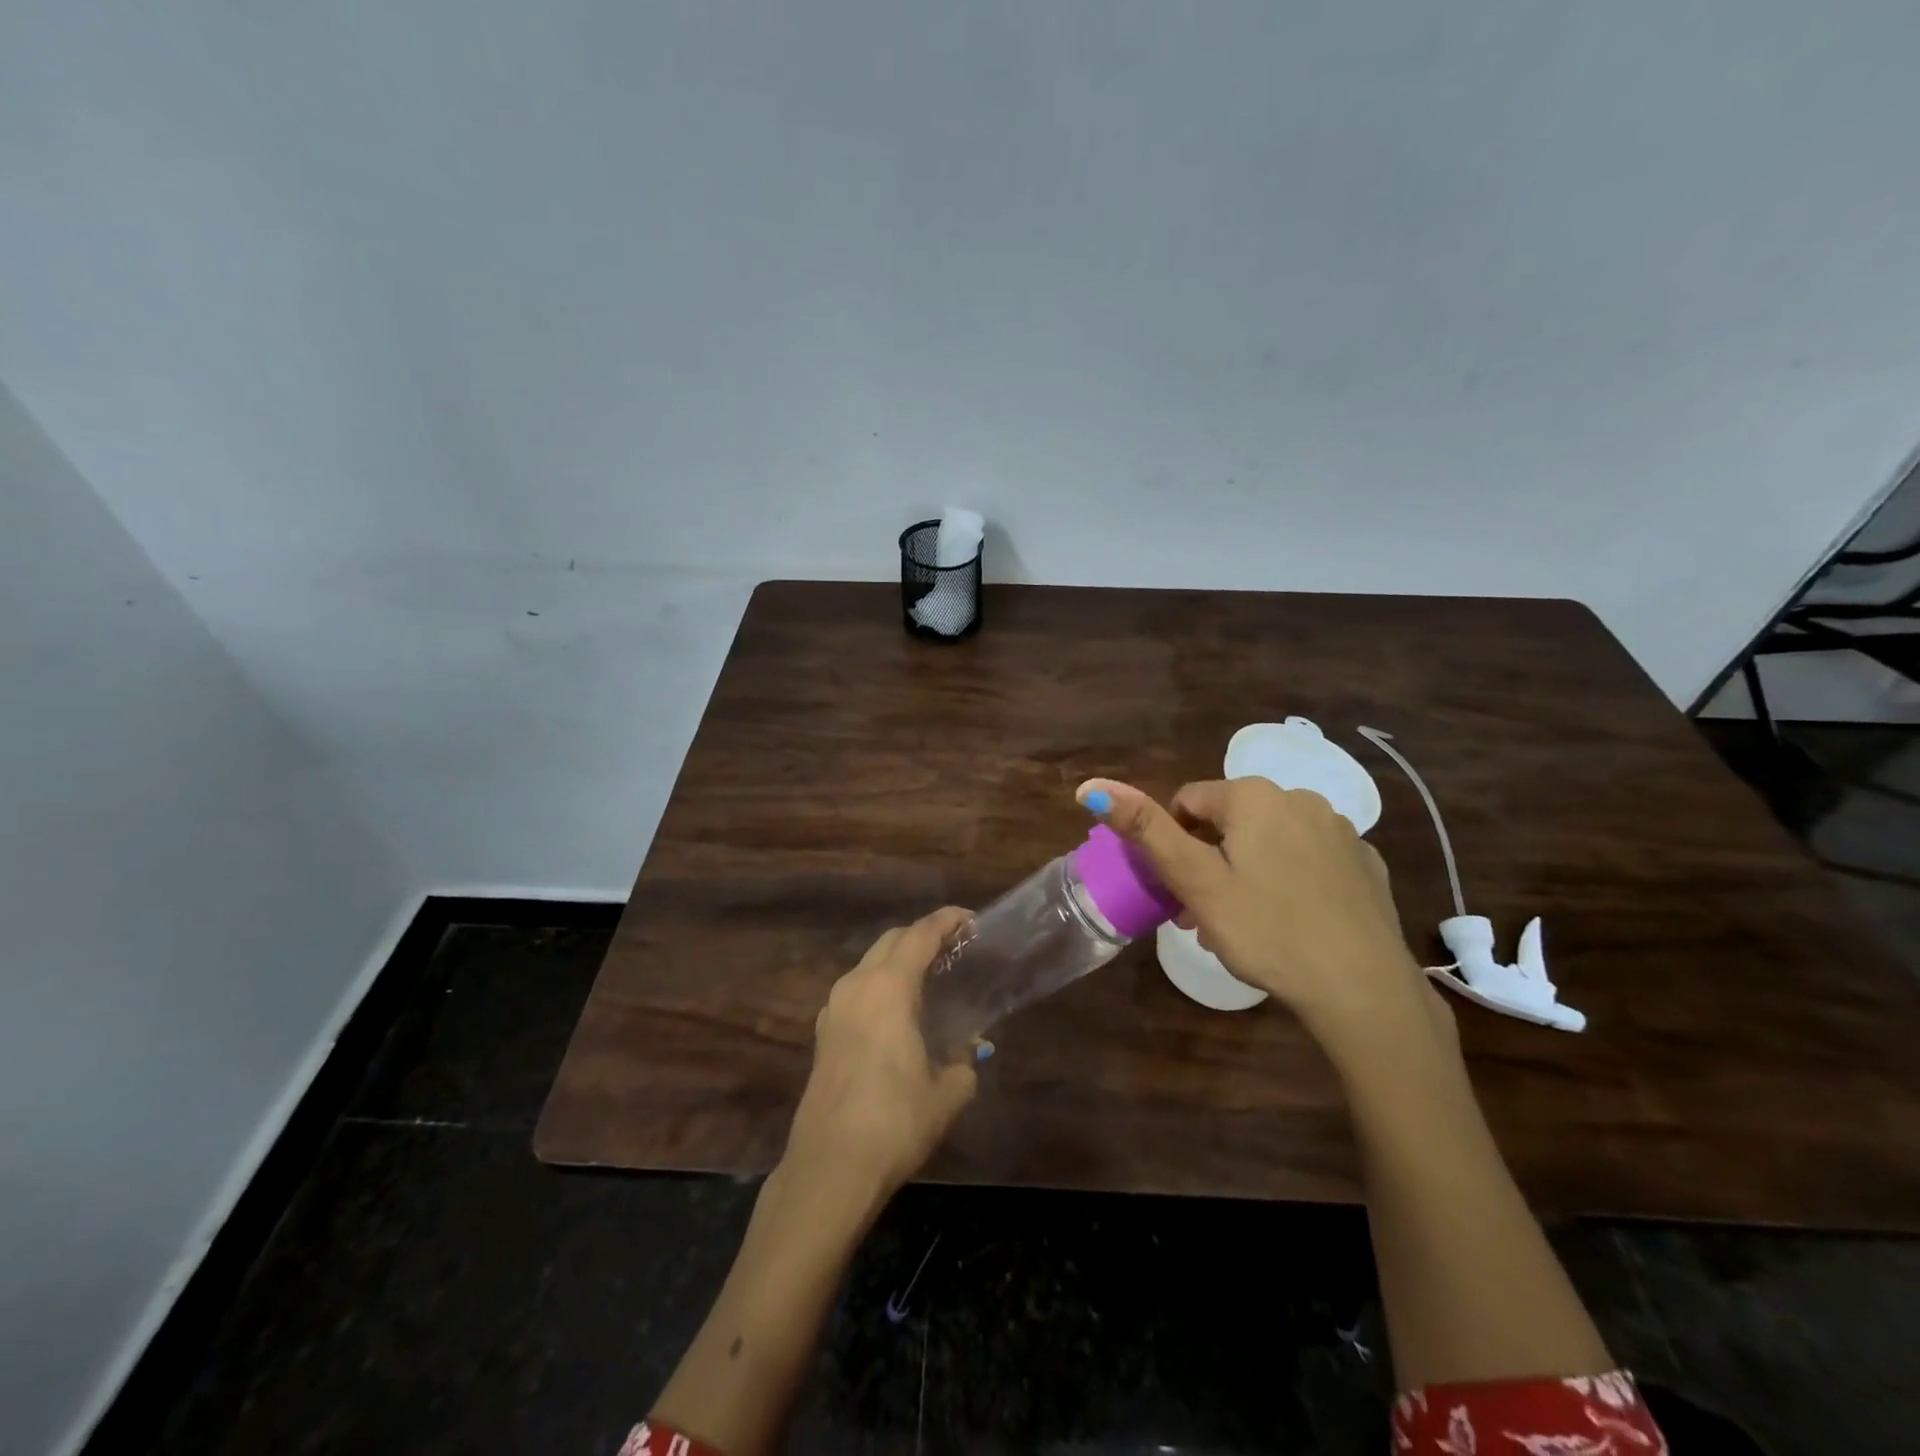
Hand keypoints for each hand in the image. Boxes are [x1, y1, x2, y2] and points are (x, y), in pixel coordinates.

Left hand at [784, 907, 978, 1201]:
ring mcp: (834, 1008)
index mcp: (888, 988)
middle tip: (954, 949)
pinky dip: (880, 985)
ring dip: (899, 960)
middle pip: (892, 940)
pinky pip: (857, 990)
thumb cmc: (894, 1122)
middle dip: (923, 935)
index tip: (971, 920)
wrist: (830, 1168)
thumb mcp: (946, 1093)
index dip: (947, 921)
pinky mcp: (824, 1033)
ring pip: (870, 963)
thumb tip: (968, 1053)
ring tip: (929, 979)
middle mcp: (857, 986)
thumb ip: (963, 1063)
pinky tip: (897, 1013)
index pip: (921, 934)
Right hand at [1078, 776, 1440, 1049]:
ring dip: (1246, 871)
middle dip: (1208, 861)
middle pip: (1229, 822)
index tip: (1178, 891)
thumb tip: (1091, 786)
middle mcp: (1299, 797)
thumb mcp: (1195, 882)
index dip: (1173, 844)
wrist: (1363, 988)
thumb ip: (1145, 829)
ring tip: (1244, 927)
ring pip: (1269, 841)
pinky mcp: (1365, 863)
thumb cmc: (1266, 930)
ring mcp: (1339, 830)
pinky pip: (1309, 860)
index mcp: (1253, 796)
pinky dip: (1290, 881)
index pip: (1187, 801)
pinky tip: (1293, 922)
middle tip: (1204, 917)